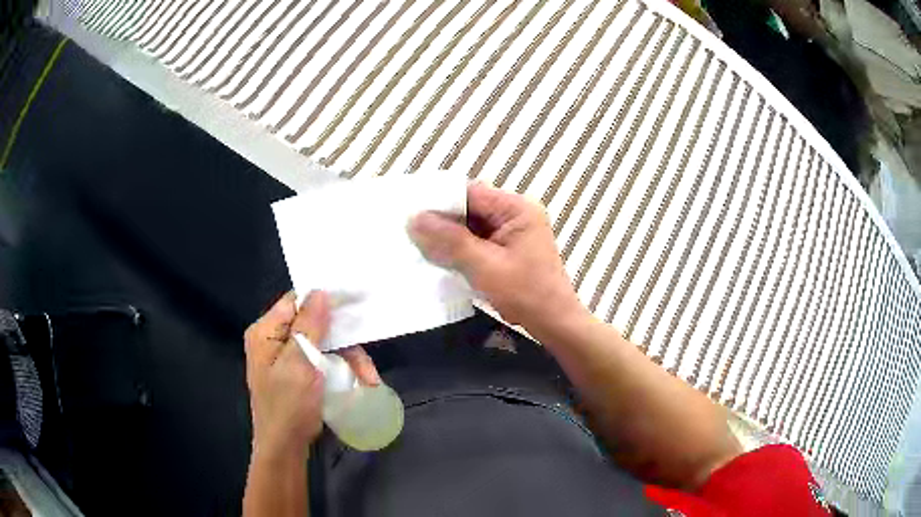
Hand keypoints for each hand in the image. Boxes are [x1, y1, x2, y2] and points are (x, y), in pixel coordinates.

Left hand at [244, 291, 380, 458]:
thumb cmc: (288, 406)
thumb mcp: (299, 364)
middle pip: (314, 323)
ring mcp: (287, 357)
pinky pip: (323, 360)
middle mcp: (274, 340)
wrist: (285, 448)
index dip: (323, 299)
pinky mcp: (299, 373)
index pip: (295, 301)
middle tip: (366, 356)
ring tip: (369, 379)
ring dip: (348, 358)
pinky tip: (360, 383)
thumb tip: (320, 292)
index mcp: (266, 332)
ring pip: (324, 343)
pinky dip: (342, 369)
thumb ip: (309, 327)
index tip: (354, 302)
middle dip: (343, 339)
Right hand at [408, 182, 586, 333]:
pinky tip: (438, 257)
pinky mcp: (507, 248)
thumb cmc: (525, 293)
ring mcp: (512, 231)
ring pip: (471, 225)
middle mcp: (515, 213)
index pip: (470, 193)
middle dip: (442, 220)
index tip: (410, 211)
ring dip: (449, 236)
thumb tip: (414, 219)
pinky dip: (459, 248)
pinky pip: (477, 240)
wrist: (553, 323)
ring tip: (417, 242)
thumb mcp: (484, 266)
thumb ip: (449, 241)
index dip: (440, 201)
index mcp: (516, 208)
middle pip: (470, 207)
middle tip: (408, 229)